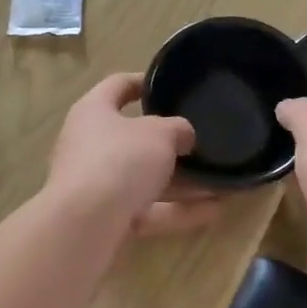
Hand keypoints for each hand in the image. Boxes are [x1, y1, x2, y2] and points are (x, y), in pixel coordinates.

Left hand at [47, 74, 223, 236]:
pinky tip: (214, 211)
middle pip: (133, 138)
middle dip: (169, 143)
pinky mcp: (106, 219)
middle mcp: (89, 145)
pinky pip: (148, 210)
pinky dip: (177, 211)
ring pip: (144, 179)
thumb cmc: (120, 160)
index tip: (171, 86)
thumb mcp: (159, 134)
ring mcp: (96, 185)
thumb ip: (176, 129)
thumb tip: (182, 135)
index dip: (143, 82)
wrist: (85, 225)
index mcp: (93, 112)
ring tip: (221, 183)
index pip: (117, 86)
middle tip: (202, 142)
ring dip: (182, 182)